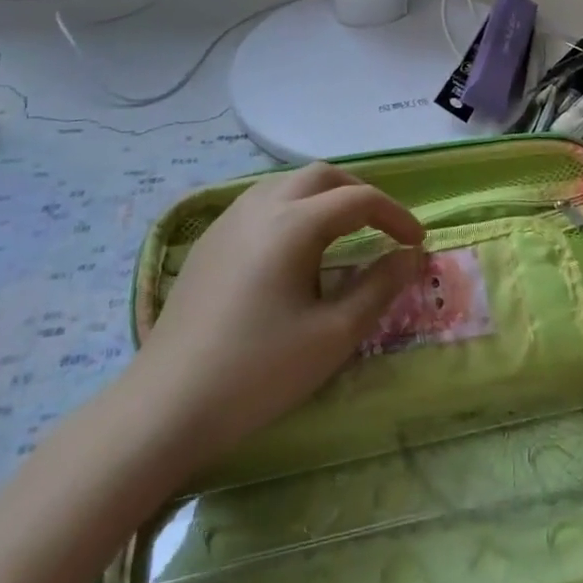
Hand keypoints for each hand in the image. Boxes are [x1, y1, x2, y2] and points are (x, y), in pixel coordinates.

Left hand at [130, 162, 425, 458]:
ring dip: (324, 197)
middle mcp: (260, 207)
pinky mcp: (208, 242)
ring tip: (344, 232)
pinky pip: (261, 202)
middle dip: (360, 194)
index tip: (417, 243)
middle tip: (383, 227)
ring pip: (287, 184)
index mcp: (294, 224)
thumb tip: (411, 257)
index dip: (396, 216)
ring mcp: (228, 221)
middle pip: (322, 176)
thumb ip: (379, 287)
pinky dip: (293, 208)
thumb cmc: (258, 371)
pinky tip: (294, 248)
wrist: (165, 407)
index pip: (359, 200)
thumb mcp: (333, 334)